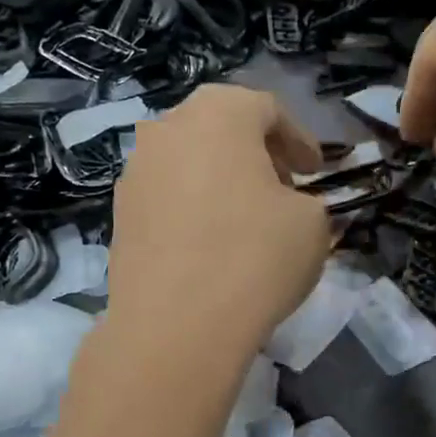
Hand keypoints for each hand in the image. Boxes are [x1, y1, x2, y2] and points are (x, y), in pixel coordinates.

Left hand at [107, 84, 328, 363]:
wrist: (176, 326)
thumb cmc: (254, 259)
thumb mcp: (313, 225)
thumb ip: (308, 202)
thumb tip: (291, 206)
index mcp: (219, 113)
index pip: (267, 110)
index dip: (299, 139)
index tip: (316, 172)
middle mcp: (167, 128)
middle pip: (220, 128)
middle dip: (256, 154)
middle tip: (282, 187)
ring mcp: (135, 171)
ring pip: (188, 161)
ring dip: (220, 180)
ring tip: (244, 218)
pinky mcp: (118, 214)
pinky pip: (166, 197)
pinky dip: (192, 208)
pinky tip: (209, 244)